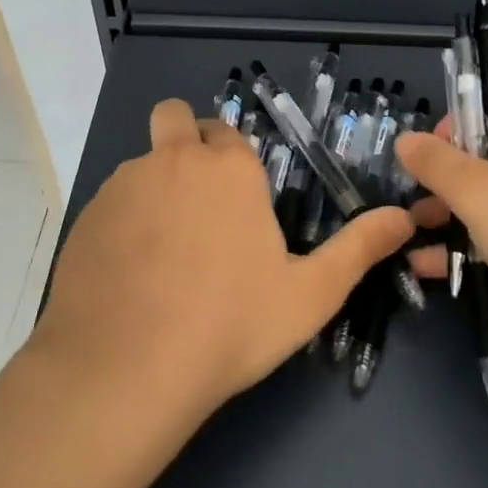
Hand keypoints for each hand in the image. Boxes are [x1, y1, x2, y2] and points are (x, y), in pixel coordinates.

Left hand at [31, 98, 414, 418]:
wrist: (127, 369)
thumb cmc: (230, 325)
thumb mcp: (310, 293)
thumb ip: (359, 249)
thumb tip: (403, 218)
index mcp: (228, 168)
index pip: (228, 133)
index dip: (233, 159)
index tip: (238, 199)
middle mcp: (172, 160)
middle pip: (174, 118)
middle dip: (185, 141)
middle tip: (199, 201)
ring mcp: (121, 185)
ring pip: (141, 164)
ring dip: (155, 187)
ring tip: (166, 254)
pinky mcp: (84, 217)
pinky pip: (110, 204)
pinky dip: (122, 223)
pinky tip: (130, 275)